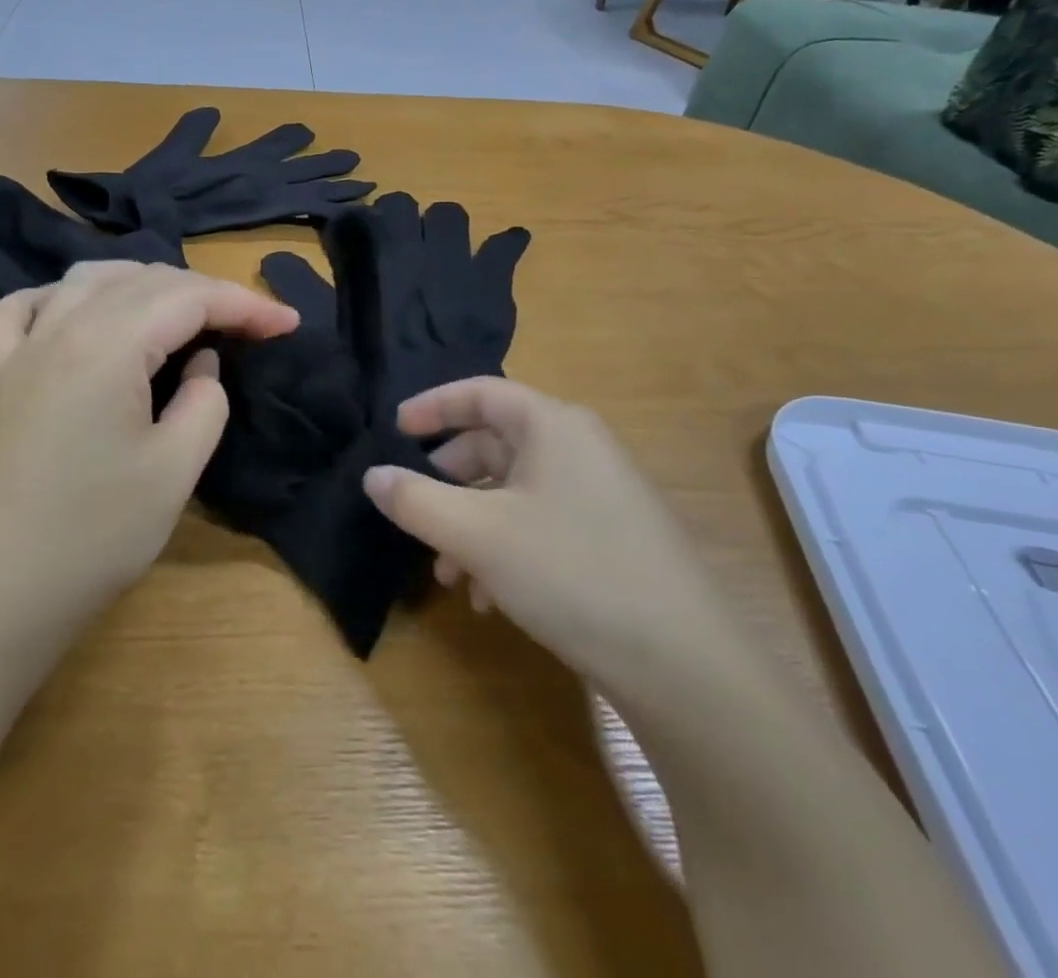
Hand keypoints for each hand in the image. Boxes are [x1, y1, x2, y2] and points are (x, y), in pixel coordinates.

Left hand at [0, 262, 297, 672]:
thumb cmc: (94, 535)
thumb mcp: (175, 470)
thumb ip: (204, 402)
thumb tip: (202, 364)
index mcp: (109, 343)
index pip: (191, 298)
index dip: (246, 304)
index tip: (288, 323)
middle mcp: (62, 327)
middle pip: (144, 281)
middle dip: (206, 293)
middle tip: (248, 326)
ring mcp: (23, 350)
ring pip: (87, 280)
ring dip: (143, 285)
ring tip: (180, 313)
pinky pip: (22, 312)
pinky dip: (58, 299)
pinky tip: (76, 314)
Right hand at [363, 379, 732, 695]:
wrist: (684, 665)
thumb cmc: (570, 572)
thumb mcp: (476, 534)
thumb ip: (415, 500)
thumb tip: (373, 476)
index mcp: (552, 425)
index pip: (480, 393)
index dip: (432, 406)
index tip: (394, 430)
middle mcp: (578, 448)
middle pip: (494, 443)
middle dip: (447, 480)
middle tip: (415, 511)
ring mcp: (599, 494)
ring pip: (513, 491)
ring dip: (470, 524)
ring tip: (447, 574)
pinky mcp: (610, 538)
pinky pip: (540, 523)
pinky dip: (504, 548)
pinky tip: (489, 598)